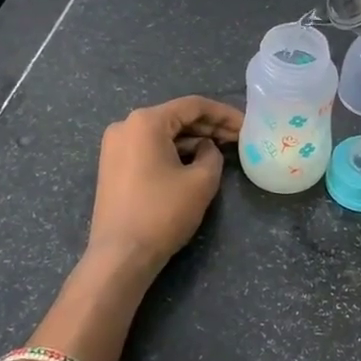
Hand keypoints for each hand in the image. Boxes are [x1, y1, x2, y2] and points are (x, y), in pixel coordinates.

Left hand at [86, 96, 242, 271]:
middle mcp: (126, 126)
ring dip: (192, 140)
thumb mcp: (201, 181)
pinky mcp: (113, 166)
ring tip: (221, 150)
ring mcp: (115, 147)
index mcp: (146, 121)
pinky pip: (149, 149)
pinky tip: (195, 162)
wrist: (121, 255)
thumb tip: (205, 148)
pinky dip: (173, 152)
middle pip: (176, 117)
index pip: (193, 106)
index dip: (224, 114)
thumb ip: (212, 154)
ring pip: (162, 134)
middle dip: (209, 126)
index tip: (247, 125)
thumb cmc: (163, 212)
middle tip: (238, 138)